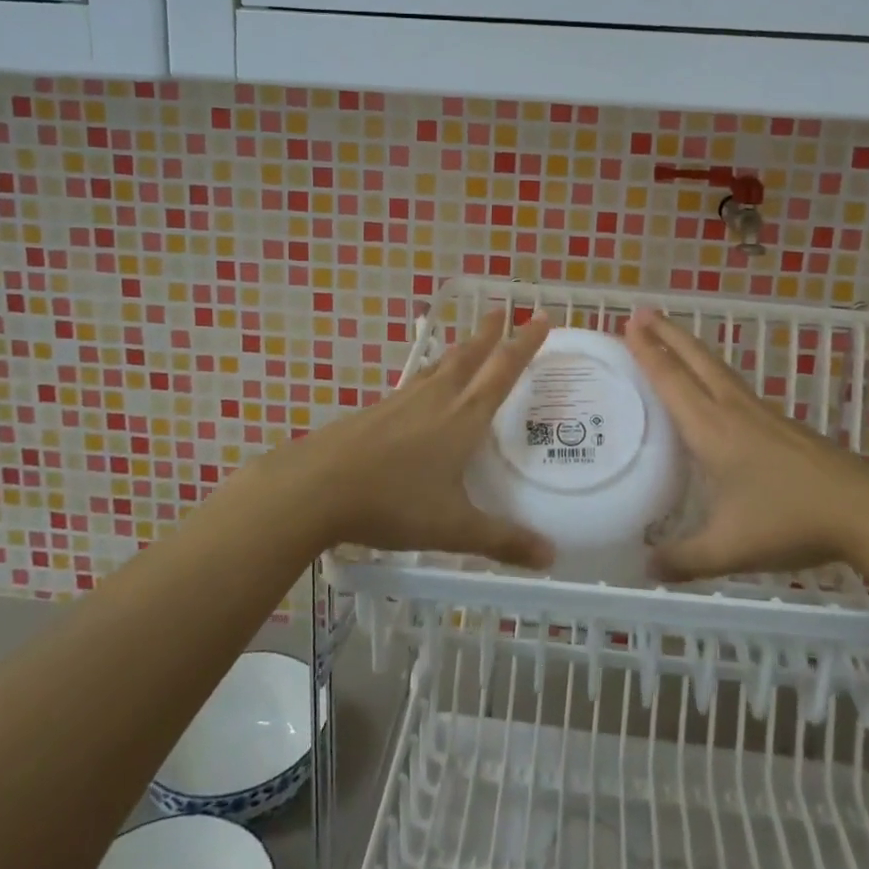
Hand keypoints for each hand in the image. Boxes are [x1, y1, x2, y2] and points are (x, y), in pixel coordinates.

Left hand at [247, 312, 554, 568]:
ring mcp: (402, 401)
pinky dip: (430, 374)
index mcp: (463, 418)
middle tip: (501, 310)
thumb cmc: (393, 502)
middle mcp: (436, 399)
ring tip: (469, 342)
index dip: (525, 344)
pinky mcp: (376, 411)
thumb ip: (503, 540)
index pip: (502, 371)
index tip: (542, 317)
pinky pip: (414, 382)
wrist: (316, 486)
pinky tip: (422, 388)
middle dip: (489, 333)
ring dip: (459, 350)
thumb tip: (551, 557)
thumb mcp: (453, 527)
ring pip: (439, 366)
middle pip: (468, 356)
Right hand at [625, 307, 868, 582]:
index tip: (628, 323)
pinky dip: (710, 371)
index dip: (648, 351)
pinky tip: (713, 386)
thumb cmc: (790, 521)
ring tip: (670, 336)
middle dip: (666, 333)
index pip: (672, 380)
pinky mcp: (780, 424)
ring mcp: (761, 414)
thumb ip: (684, 559)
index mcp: (712, 430)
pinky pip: (733, 385)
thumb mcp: (730, 548)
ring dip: (689, 348)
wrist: (865, 510)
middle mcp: (733, 411)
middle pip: (695, 360)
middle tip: (641, 311)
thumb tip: (644, 568)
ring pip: (717, 369)